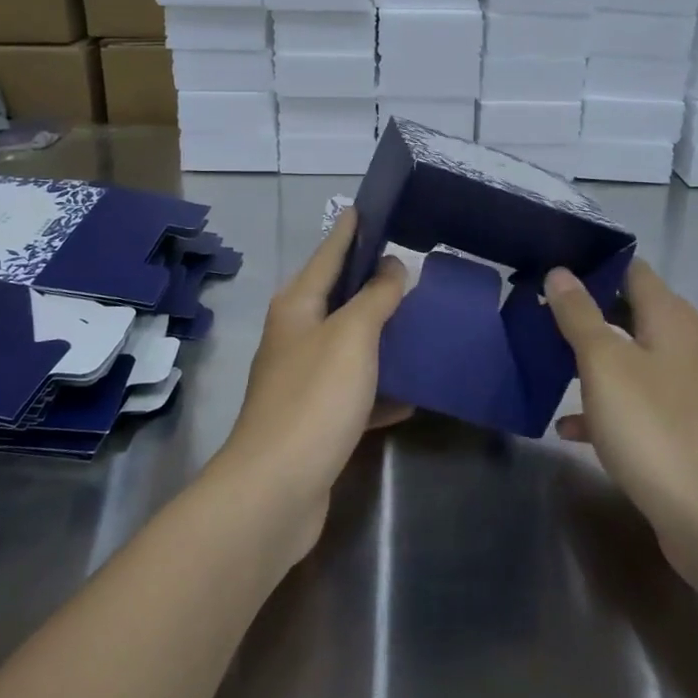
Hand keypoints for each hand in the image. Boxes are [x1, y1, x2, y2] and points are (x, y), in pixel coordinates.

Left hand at [216, 207, 408, 556]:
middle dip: (370, 282)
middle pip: (337, 299)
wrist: (277, 489)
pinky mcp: (315, 420)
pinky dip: (381, 388)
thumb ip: (375, 298)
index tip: (366, 208)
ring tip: (421, 320)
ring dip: (380, 335)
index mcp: (297, 307)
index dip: (348, 231)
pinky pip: (355, 391)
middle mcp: (295, 337)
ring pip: (348, 346)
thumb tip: (392, 266)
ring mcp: (302, 380)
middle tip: (411, 265)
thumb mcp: (352, 336)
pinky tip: (413, 392)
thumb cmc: (314, 398)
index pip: (327, 255)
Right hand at [544, 260, 697, 582]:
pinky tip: (569, 426)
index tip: (553, 268)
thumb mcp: (604, 363)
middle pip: (630, 313)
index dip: (595, 264)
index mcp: (672, 319)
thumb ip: (579, 314)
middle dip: (586, 313)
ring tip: (546, 360)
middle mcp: (685, 346)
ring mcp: (687, 391)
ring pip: (630, 359)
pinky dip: (604, 406)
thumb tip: (560, 272)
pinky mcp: (681, 430)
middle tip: (540, 312)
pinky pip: (635, 403)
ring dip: (591, 359)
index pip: (633, 270)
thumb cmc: (653, 427)